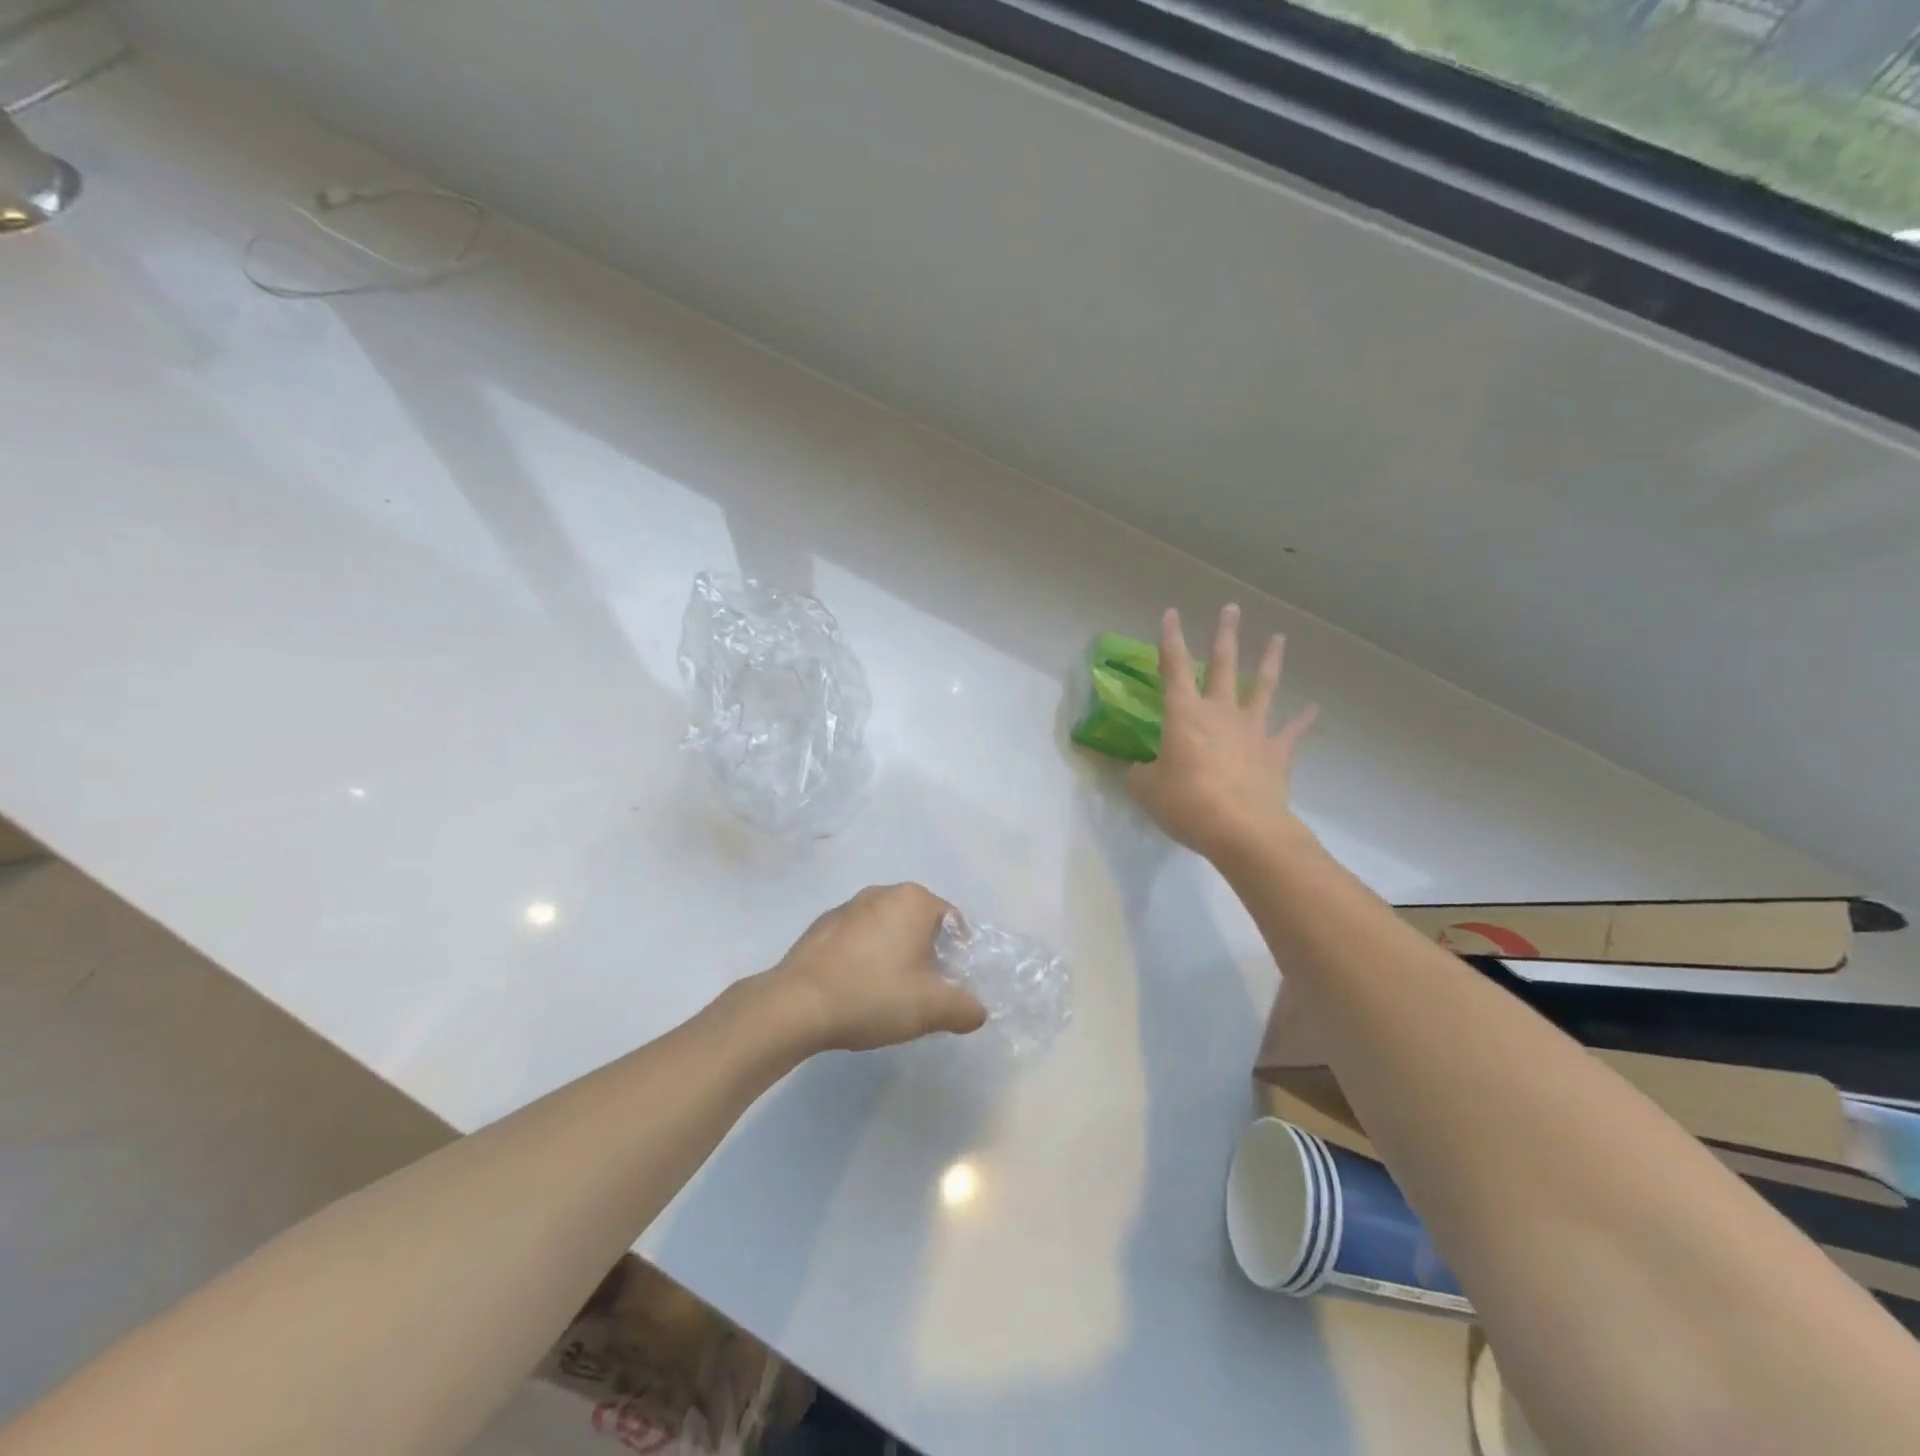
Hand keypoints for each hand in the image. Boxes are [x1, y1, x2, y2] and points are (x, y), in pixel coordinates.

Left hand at [769, 884, 987, 1052]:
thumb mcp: (931, 1008)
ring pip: (886, 929)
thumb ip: (965, 1008)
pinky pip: (856, 939)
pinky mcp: (821, 926)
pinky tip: (855, 989)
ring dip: (892, 954)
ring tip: (886, 994)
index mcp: (913, 900)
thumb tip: (978, 1010)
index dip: (957, 954)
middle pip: (918, 923)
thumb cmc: (873, 995)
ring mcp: (847, 906)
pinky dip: (863, 958)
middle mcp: (882, 892)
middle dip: (925, 953)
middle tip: (922, 992)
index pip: (952, 921)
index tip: (949, 984)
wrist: (796, 1005)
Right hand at [1127, 605, 1318, 860]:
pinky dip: (1303, 720)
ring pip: (1263, 687)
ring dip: (1271, 661)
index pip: (1174, 668)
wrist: (1242, 829)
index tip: (1171, 613)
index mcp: (1184, 715)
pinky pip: (1291, 732)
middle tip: (1231, 608)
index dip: (1171, 640)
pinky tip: (1314, 709)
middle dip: (1225, 635)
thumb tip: (1140, 770)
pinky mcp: (1276, 753)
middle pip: (1224, 665)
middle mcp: (1220, 712)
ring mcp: (1252, 730)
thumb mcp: (1147, 790)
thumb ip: (1141, 774)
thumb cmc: (1187, 804)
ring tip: (1279, 638)